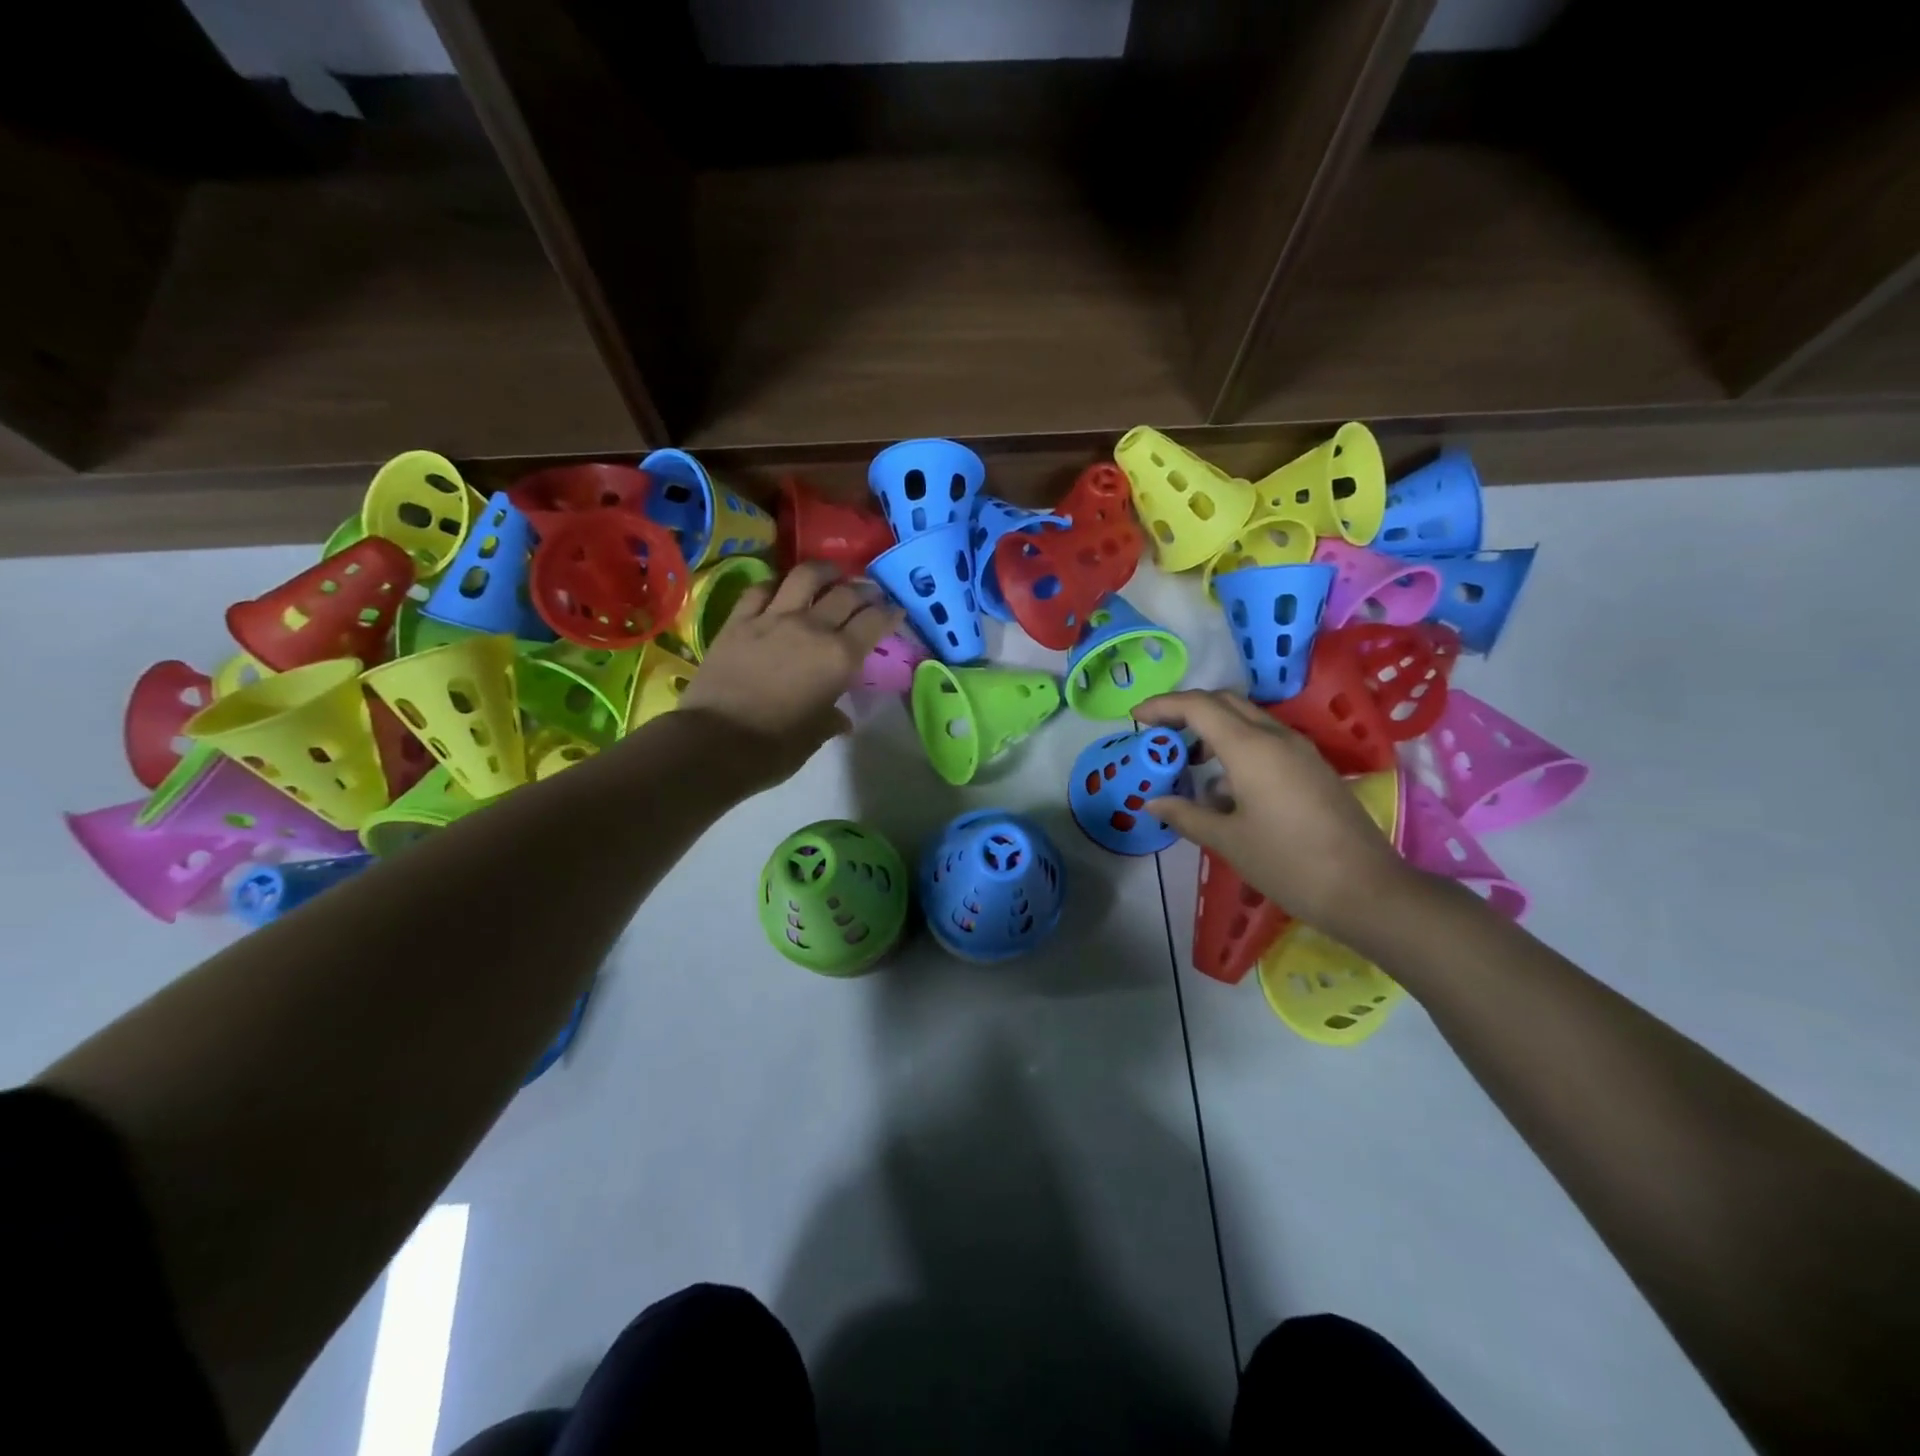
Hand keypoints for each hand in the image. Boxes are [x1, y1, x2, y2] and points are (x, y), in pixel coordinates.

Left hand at [676, 560, 902, 789]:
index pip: (874, 622)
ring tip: (830, 575)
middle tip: (869, 593)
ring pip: (805, 577)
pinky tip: (781, 588)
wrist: (715, 743)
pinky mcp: (739, 620)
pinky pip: (761, 589)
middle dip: (864, 590)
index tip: (895, 610)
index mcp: (840, 657)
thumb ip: (832, 719)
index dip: (889, 613)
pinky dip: (776, 584)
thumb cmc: (775, 747)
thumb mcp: (815, 735)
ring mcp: (773, 618)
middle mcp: (812, 628)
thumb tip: (840, 720)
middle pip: (846, 593)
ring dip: (824, 571)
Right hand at [1134, 690, 1415, 940]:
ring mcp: (1300, 750)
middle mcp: (1276, 737)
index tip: (1135, 717)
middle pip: (1224, 702)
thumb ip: (1186, 815)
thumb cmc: (1288, 863)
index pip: (1198, 706)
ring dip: (1212, 729)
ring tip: (1187, 762)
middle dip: (1186, 710)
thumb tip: (1153, 802)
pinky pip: (1266, 740)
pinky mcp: (1312, 768)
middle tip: (1158, 732)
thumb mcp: (1227, 841)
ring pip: (1247, 719)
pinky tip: (1225, 788)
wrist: (1366, 890)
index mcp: (1250, 748)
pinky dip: (1236, 747)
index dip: (1163, 705)